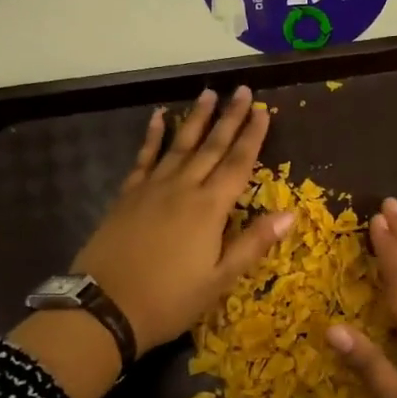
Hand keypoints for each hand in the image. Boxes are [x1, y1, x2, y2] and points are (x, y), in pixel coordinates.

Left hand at [73, 87, 294, 353]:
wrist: (105, 307)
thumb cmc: (170, 300)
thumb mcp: (219, 280)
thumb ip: (253, 243)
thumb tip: (290, 214)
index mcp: (209, 209)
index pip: (238, 164)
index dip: (253, 137)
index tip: (264, 110)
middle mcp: (182, 189)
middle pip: (211, 146)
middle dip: (230, 118)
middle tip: (242, 90)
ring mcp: (151, 189)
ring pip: (179, 145)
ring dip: (196, 119)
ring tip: (209, 94)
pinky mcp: (127, 196)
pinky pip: (144, 158)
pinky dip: (153, 136)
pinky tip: (158, 117)